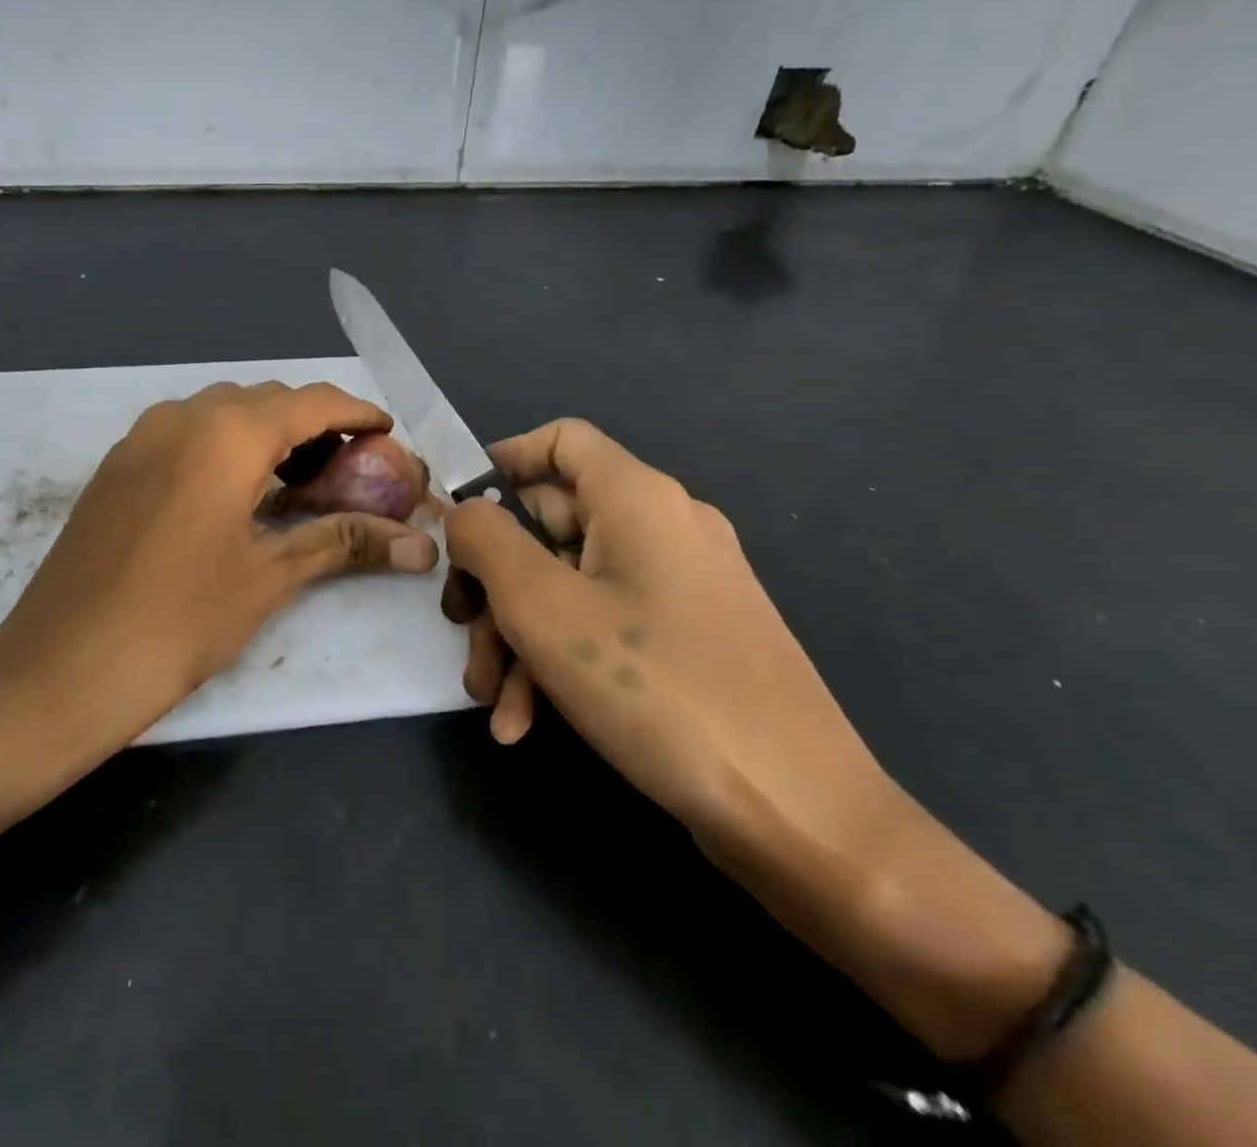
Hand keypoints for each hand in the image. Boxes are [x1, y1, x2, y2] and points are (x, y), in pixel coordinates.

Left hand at [0, 381, 439, 726]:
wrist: (63, 665)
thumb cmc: (179, 619)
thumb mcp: (269, 576)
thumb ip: (345, 542)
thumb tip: (422, 547)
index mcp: (227, 434)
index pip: (312, 402)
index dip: (357, 414)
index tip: (388, 434)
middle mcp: (182, 416)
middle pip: (267, 399)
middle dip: (314, 424)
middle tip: (346, 469)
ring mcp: (141, 436)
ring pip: (222, 411)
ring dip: (266, 432)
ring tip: (296, 480)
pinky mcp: (117, 463)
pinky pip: (185, 430)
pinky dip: (224, 444)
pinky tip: (235, 492)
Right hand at [444, 418, 887, 857]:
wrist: (800, 816)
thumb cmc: (656, 689)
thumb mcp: (542, 607)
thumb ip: (486, 541)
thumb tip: (465, 514)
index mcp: (638, 498)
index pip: (560, 440)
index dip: (501, 464)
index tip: (456, 516)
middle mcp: (664, 528)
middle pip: (552, 525)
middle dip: (495, 583)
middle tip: (463, 633)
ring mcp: (681, 587)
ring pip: (570, 585)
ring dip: (518, 636)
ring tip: (492, 700)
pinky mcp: (690, 640)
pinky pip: (605, 627)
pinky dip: (559, 662)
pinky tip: (526, 723)